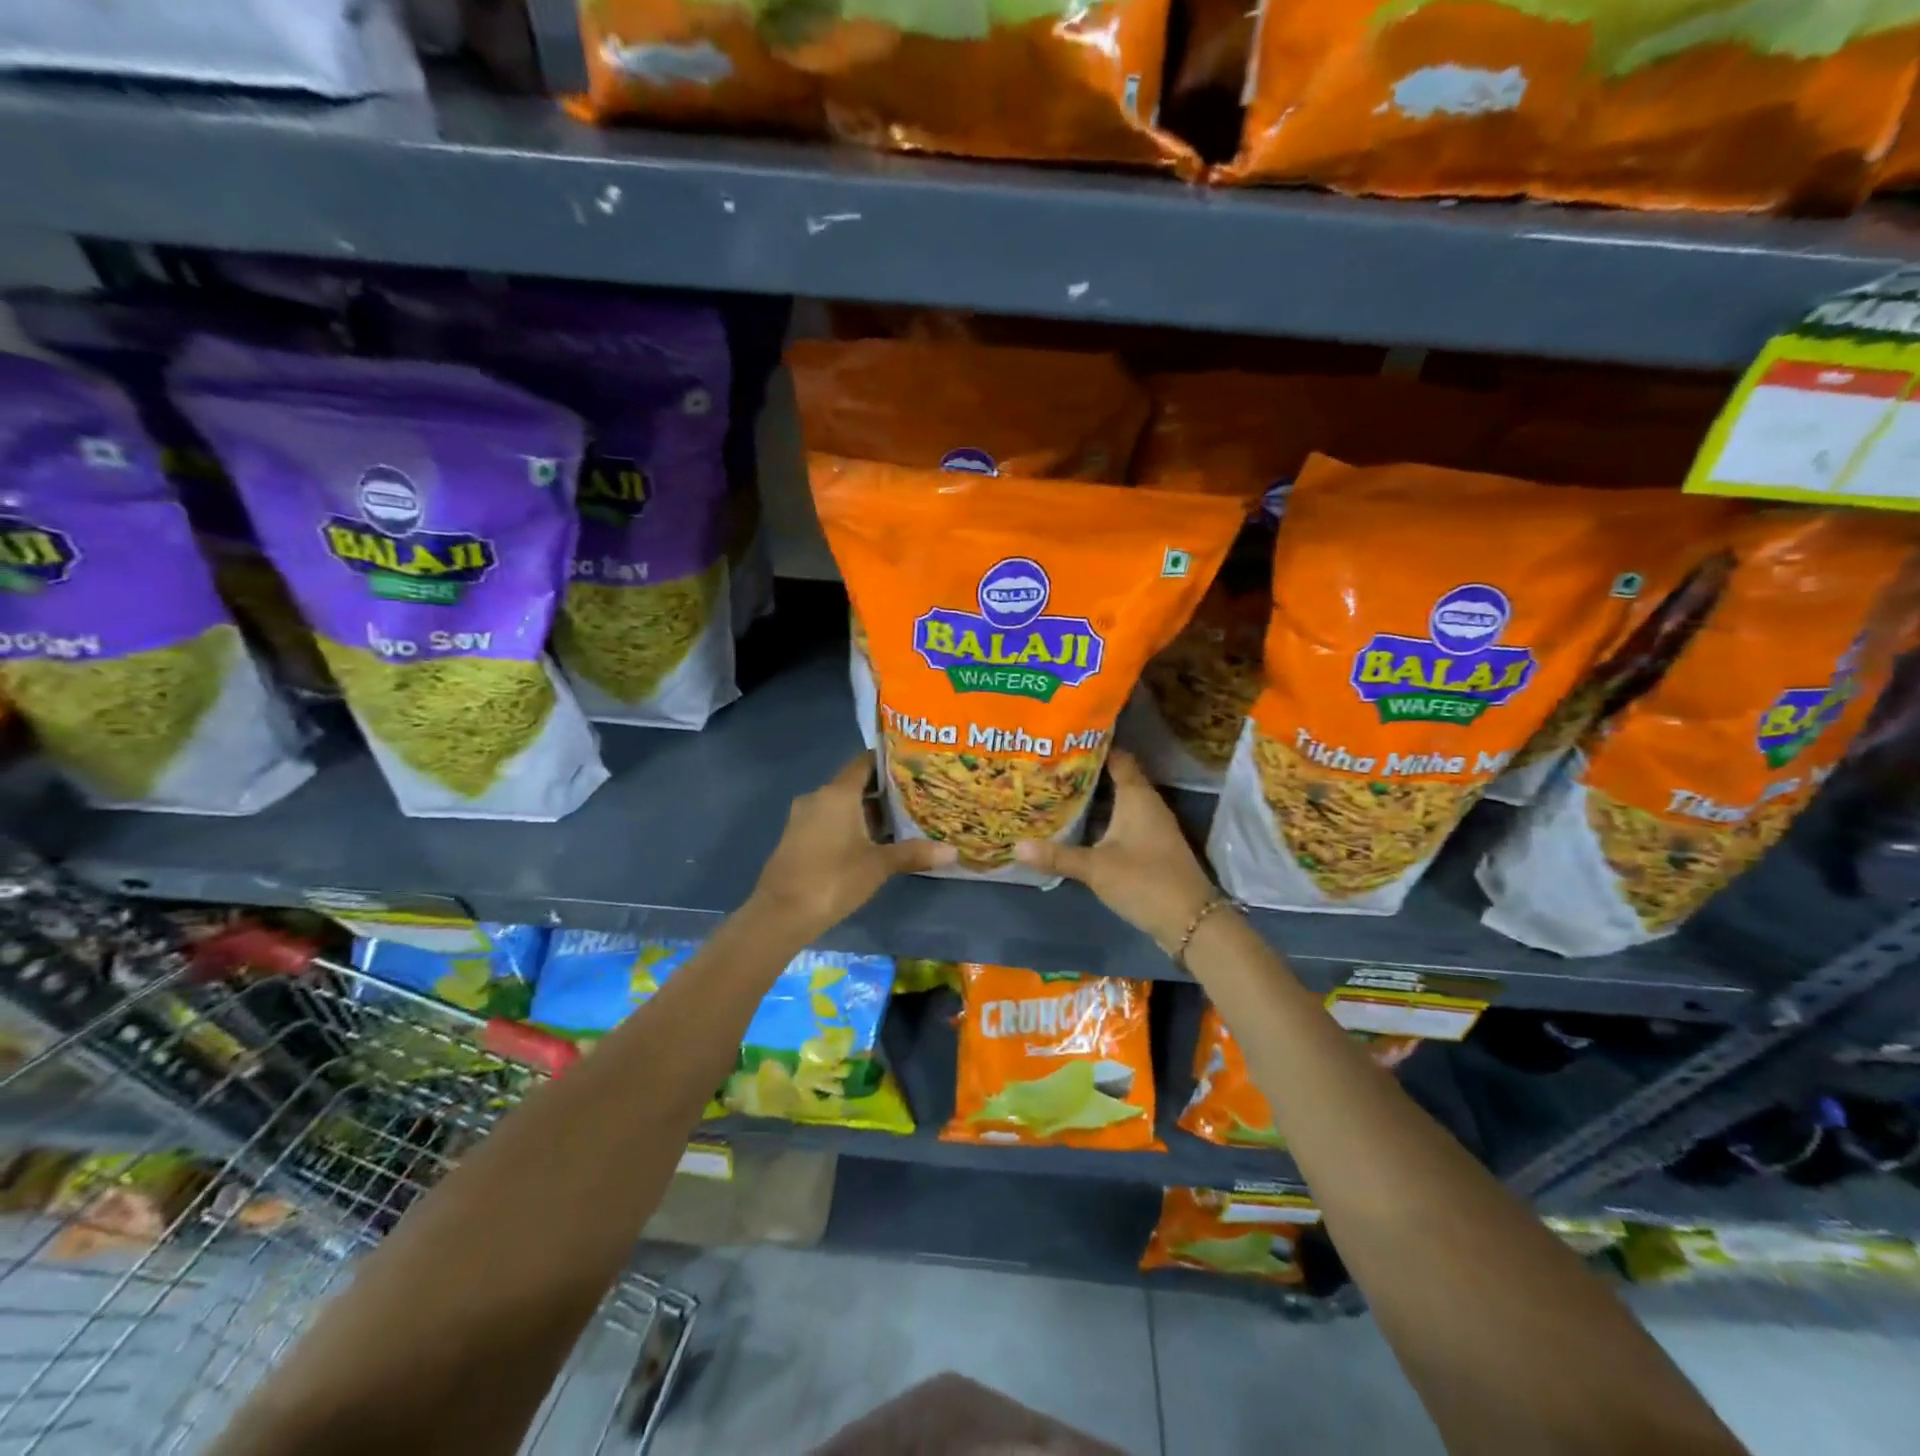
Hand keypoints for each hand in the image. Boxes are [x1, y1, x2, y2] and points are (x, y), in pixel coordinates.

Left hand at [751, 753, 956, 939]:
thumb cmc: (833, 879)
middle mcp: (818, 797)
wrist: (781, 913)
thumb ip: (913, 853)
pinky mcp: (796, 837)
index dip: (888, 761)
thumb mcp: (878, 866)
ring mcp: (803, 817)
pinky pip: (827, 820)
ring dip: (865, 811)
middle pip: (854, 784)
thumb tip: (952, 852)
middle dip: (882, 791)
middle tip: (914, 797)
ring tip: (898, 821)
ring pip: (840, 804)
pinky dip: (848, 825)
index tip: (913, 765)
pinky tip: (869, 842)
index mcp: (837, 793)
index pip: (864, 763)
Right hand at [1013, 751, 1218, 954]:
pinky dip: (1100, 820)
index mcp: (1137, 796)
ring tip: (1055, 792)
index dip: (1094, 746)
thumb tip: (1015, 846)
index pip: (1117, 757)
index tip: (1064, 740)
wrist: (1190, 921)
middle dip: (1085, 773)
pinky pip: (1120, 823)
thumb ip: (1057, 856)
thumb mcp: (1096, 868)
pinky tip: (1076, 826)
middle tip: (1050, 767)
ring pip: (1117, 802)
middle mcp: (1146, 804)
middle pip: (1115, 778)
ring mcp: (1150, 827)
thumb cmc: (1145, 881)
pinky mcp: (1149, 847)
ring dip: (1092, 799)